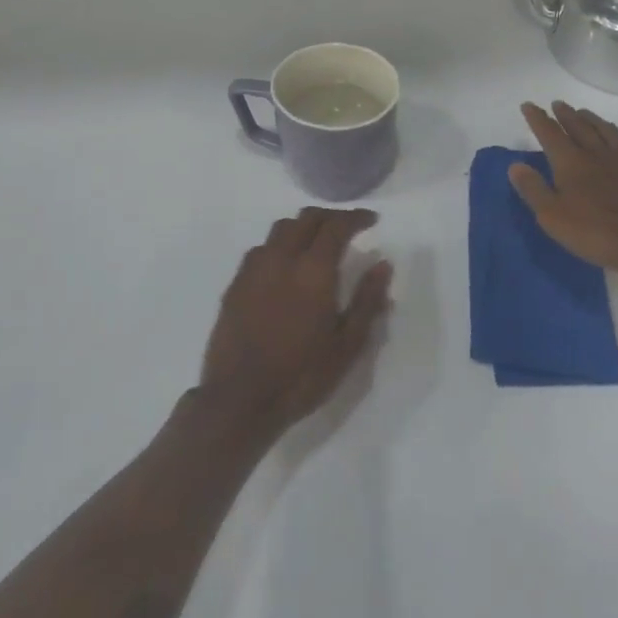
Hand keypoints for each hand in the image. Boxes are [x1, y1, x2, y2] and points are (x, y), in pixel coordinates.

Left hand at [198, 207, 393, 442]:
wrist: (239, 401)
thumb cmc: (301, 376)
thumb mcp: (347, 345)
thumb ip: (367, 300)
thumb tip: (383, 264)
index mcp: (313, 270)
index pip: (337, 225)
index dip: (356, 217)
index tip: (371, 220)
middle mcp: (282, 258)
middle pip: (307, 218)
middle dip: (330, 217)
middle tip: (346, 229)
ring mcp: (254, 269)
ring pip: (281, 228)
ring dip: (303, 227)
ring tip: (315, 243)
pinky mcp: (235, 284)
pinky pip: (261, 249)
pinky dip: (279, 246)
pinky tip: (284, 267)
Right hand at [508, 102, 617, 287]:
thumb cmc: (596, 231)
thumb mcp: (553, 217)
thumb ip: (534, 189)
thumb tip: (515, 165)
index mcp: (571, 161)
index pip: (549, 133)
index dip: (537, 118)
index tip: (528, 105)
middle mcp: (596, 152)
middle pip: (578, 125)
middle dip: (565, 114)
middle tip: (557, 104)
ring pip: (603, 129)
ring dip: (590, 118)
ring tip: (582, 113)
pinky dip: (614, 133)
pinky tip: (616, 136)